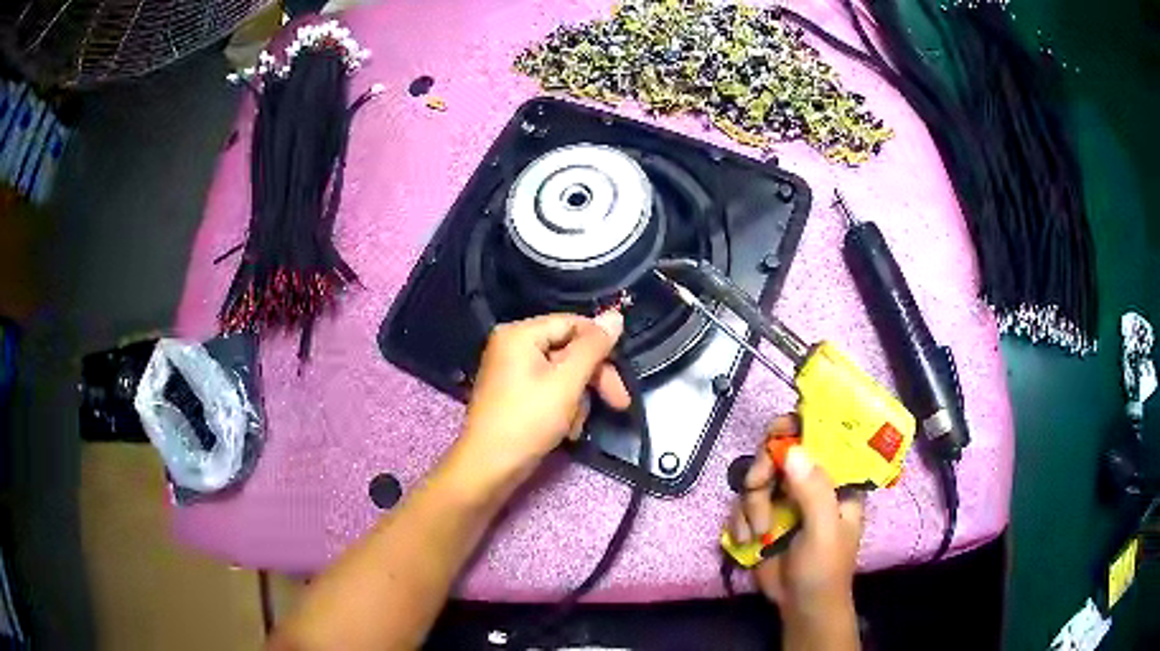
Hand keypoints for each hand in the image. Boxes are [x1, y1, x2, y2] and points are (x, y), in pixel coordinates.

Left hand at [459, 312, 628, 484]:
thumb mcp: (567, 382)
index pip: (573, 324)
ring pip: (563, 374)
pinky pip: (549, 390)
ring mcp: (511, 372)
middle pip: (569, 350)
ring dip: (578, 400)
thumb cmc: (528, 420)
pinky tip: (566, 431)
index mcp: (520, 334)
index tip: (624, 374)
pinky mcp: (514, 395)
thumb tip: (615, 315)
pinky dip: (563, 408)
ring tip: (576, 426)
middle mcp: (513, 346)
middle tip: (620, 402)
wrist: (490, 468)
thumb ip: (593, 347)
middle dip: (594, 379)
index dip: (602, 345)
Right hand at [729, 415, 862, 646]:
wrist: (799, 607)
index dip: (798, 427)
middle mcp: (811, 481)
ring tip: (757, 532)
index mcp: (837, 479)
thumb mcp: (824, 532)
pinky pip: (742, 502)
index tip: (775, 434)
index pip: (820, 437)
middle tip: (756, 487)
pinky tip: (747, 540)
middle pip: (780, 450)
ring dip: (750, 504)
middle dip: (763, 470)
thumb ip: (813, 492)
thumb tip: (792, 449)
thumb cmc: (824, 569)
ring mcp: (786, 497)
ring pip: (757, 477)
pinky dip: (739, 519)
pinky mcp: (764, 514)